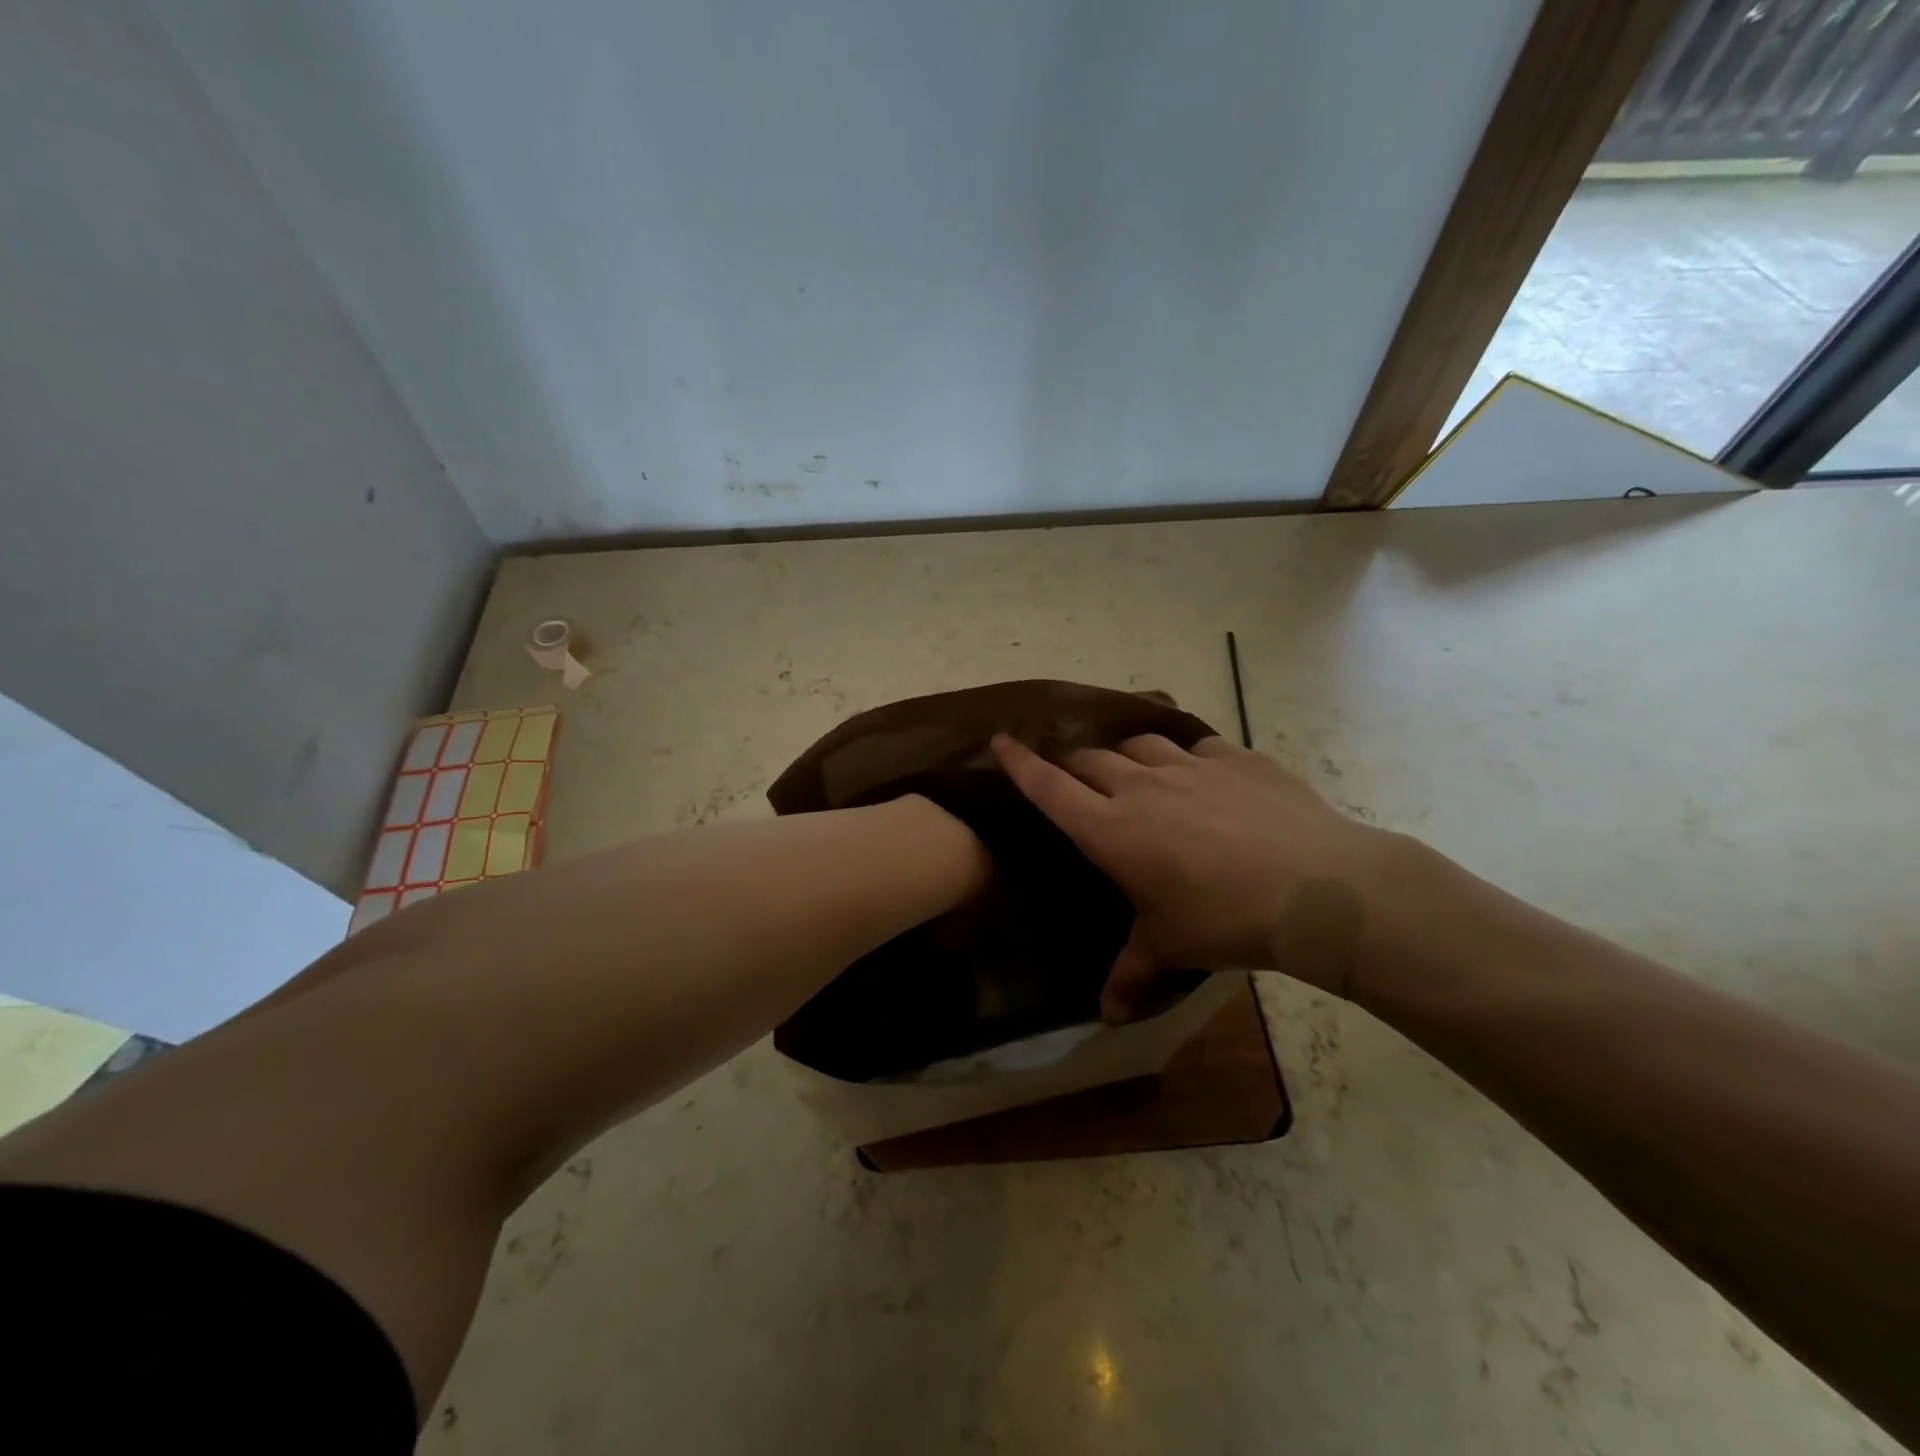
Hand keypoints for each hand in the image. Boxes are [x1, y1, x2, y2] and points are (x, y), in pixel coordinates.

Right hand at [991, 733, 1404, 1018]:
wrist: (1319, 888)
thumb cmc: (1226, 920)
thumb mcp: (1171, 948)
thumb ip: (1132, 975)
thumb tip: (1108, 1018)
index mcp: (1112, 830)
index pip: (1050, 787)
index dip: (1020, 763)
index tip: (999, 740)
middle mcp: (1142, 787)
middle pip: (1090, 759)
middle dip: (1073, 764)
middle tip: (1075, 778)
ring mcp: (1191, 765)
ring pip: (1140, 743)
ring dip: (1127, 755)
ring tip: (1136, 773)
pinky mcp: (1237, 758)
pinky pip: (1198, 745)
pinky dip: (1188, 756)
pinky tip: (1203, 776)